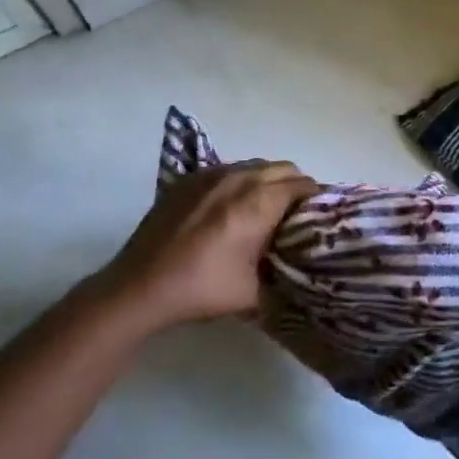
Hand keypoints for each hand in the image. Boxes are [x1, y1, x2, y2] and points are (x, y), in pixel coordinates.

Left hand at [99, 161, 318, 327]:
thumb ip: (282, 273)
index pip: (302, 185)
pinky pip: (227, 170)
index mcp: (259, 202)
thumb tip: (296, 268)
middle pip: (282, 168)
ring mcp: (209, 174)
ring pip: (254, 165)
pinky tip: (230, 209)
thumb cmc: (201, 289)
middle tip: (295, 216)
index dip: (316, 200)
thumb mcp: (254, 292)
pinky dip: (239, 182)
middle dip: (295, 187)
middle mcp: (238, 178)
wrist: (139, 287)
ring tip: (264, 211)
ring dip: (267, 181)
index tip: (318, 220)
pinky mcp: (187, 179)